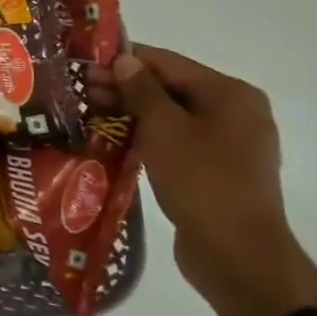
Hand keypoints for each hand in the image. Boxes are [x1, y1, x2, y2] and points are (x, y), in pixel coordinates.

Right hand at [112, 46, 316, 315]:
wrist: (237, 255)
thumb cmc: (202, 181)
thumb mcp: (165, 129)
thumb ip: (142, 91)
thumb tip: (124, 60)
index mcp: (231, 95)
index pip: (169, 63)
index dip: (125, 60)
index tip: (85, 63)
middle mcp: (235, 114)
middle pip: (170, 89)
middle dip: (124, 88)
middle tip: (80, 91)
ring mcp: (227, 145)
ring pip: (170, 118)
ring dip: (131, 114)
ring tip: (89, 114)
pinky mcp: (215, 172)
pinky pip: (175, 143)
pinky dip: (146, 138)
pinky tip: (113, 141)